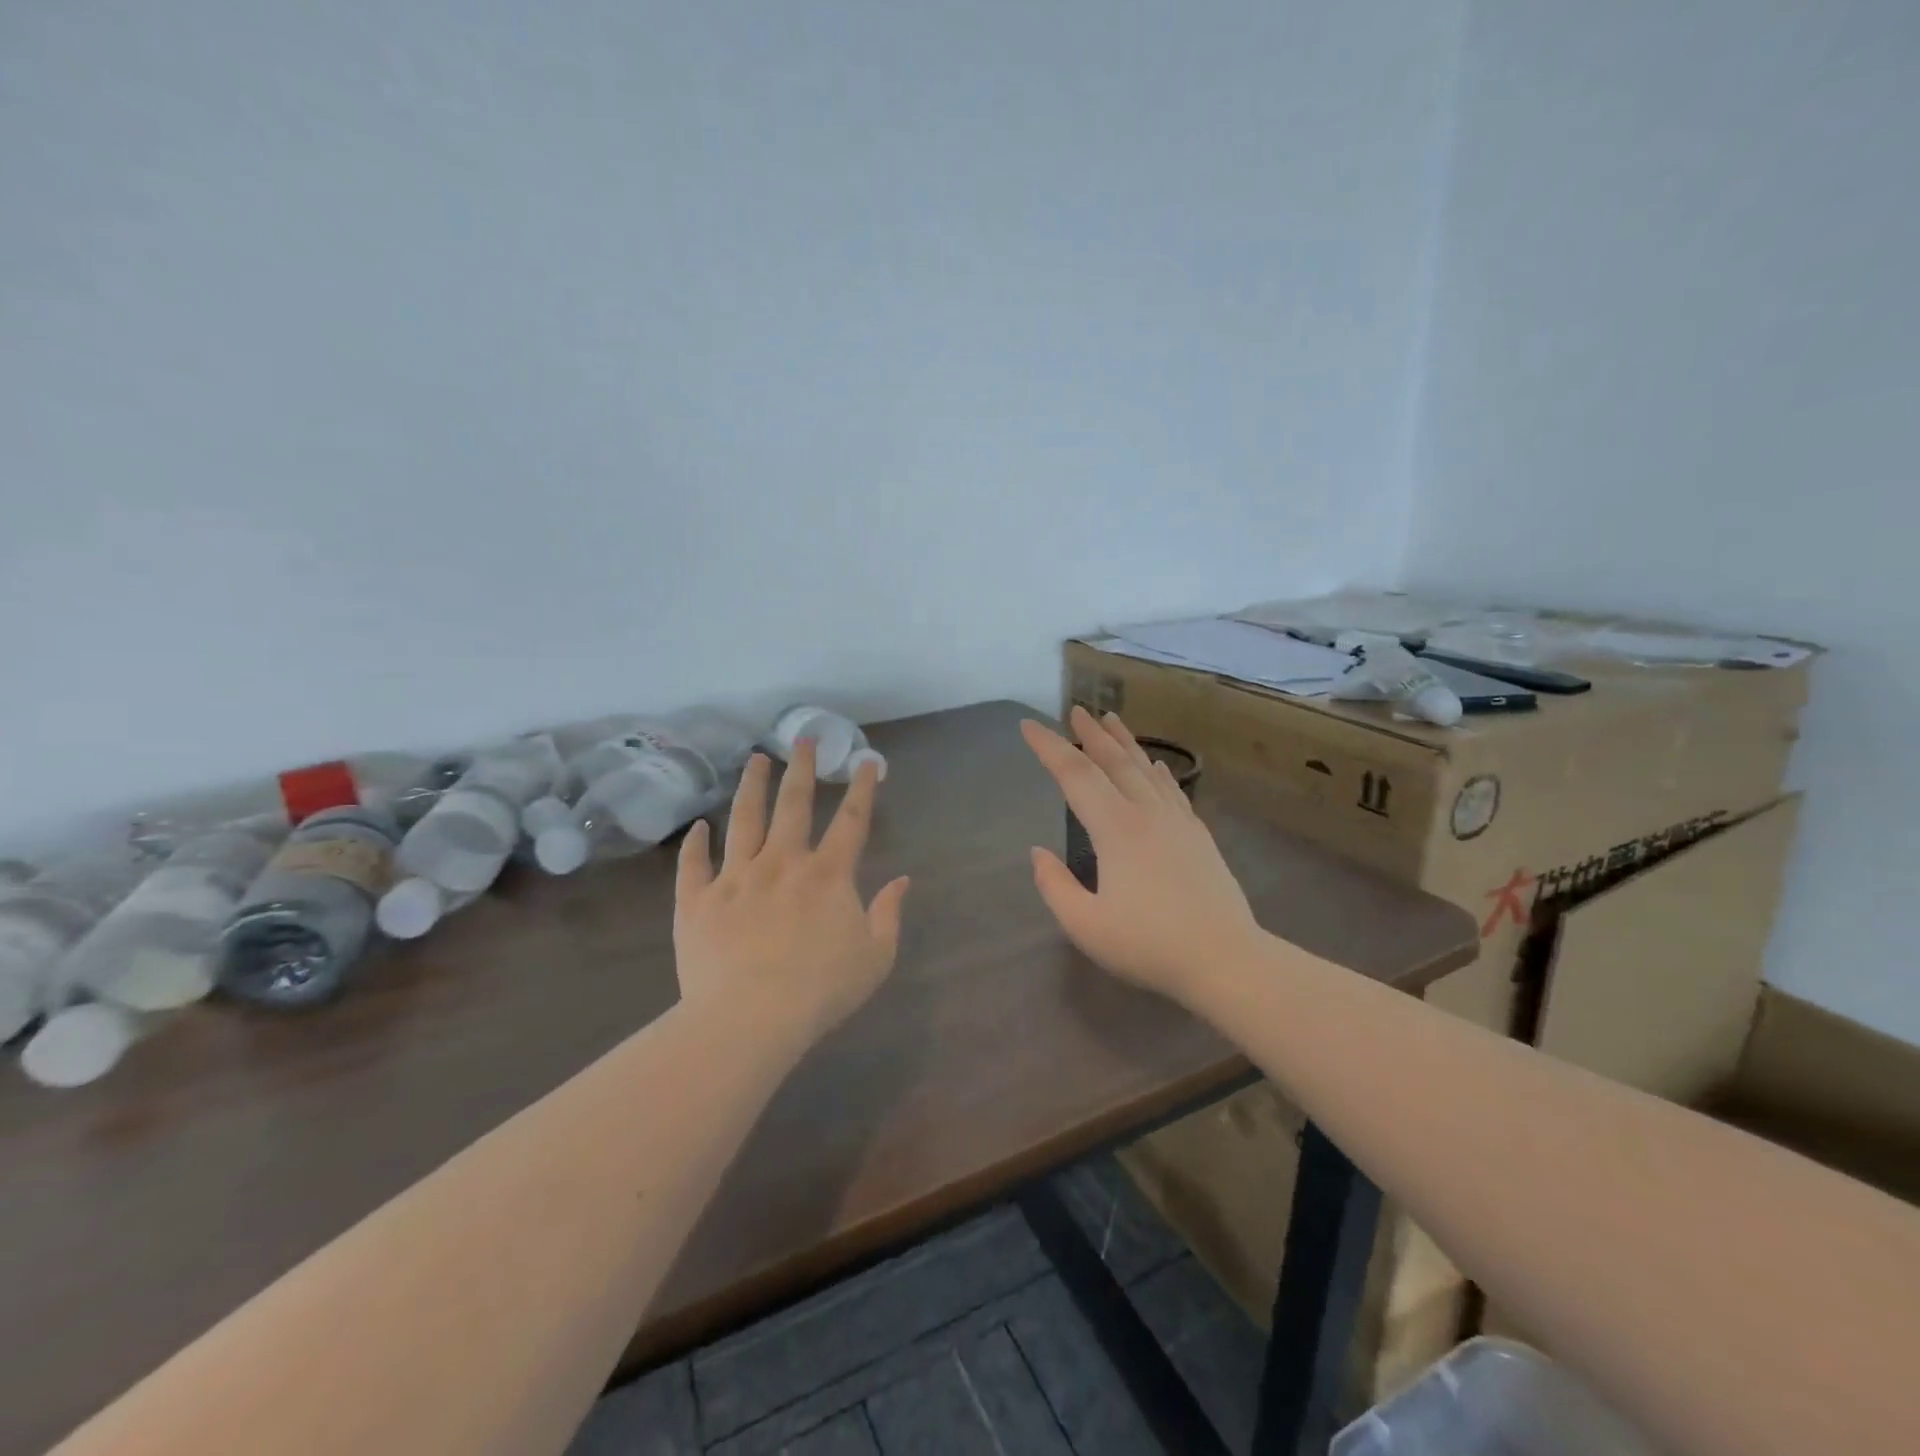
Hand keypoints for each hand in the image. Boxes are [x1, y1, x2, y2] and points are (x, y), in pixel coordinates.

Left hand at [675, 741, 910, 1043]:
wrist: (749, 1019)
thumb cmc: (820, 991)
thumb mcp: (875, 957)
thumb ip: (889, 914)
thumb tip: (902, 880)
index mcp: (827, 875)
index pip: (851, 821)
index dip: (862, 788)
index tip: (866, 761)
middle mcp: (782, 863)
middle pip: (793, 805)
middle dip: (801, 768)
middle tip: (803, 738)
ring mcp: (735, 878)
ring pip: (743, 820)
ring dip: (751, 787)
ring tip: (755, 760)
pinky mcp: (697, 901)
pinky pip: (694, 865)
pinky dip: (695, 844)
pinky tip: (698, 826)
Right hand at [1022, 708, 1262, 1004]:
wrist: (1227, 960)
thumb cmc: (1149, 945)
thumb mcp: (1086, 925)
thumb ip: (1054, 886)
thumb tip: (1038, 852)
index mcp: (1115, 829)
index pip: (1074, 775)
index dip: (1048, 748)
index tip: (1028, 726)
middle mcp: (1146, 813)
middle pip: (1113, 761)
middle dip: (1089, 734)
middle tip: (1074, 709)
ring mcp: (1177, 822)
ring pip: (1145, 769)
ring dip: (1125, 742)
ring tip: (1111, 719)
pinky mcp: (1198, 836)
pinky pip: (1172, 789)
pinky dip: (1157, 770)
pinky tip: (1155, 764)